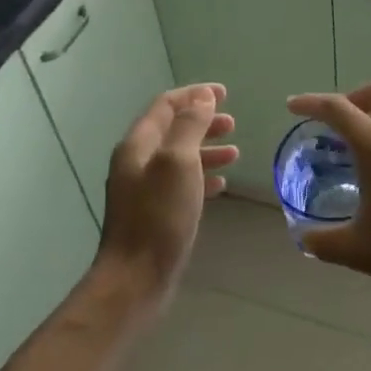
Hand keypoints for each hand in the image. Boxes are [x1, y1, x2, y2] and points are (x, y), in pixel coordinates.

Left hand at [94, 84, 238, 306]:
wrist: (136, 277)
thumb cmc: (159, 216)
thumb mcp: (178, 163)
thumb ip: (190, 127)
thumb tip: (203, 97)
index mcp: (138, 145)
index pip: (165, 106)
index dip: (194, 95)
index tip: (224, 93)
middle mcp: (136, 162)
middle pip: (172, 130)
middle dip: (202, 122)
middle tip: (232, 124)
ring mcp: (144, 189)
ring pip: (178, 157)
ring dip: (206, 149)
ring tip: (234, 153)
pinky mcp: (154, 212)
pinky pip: (180, 183)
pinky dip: (201, 176)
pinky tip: (221, 183)